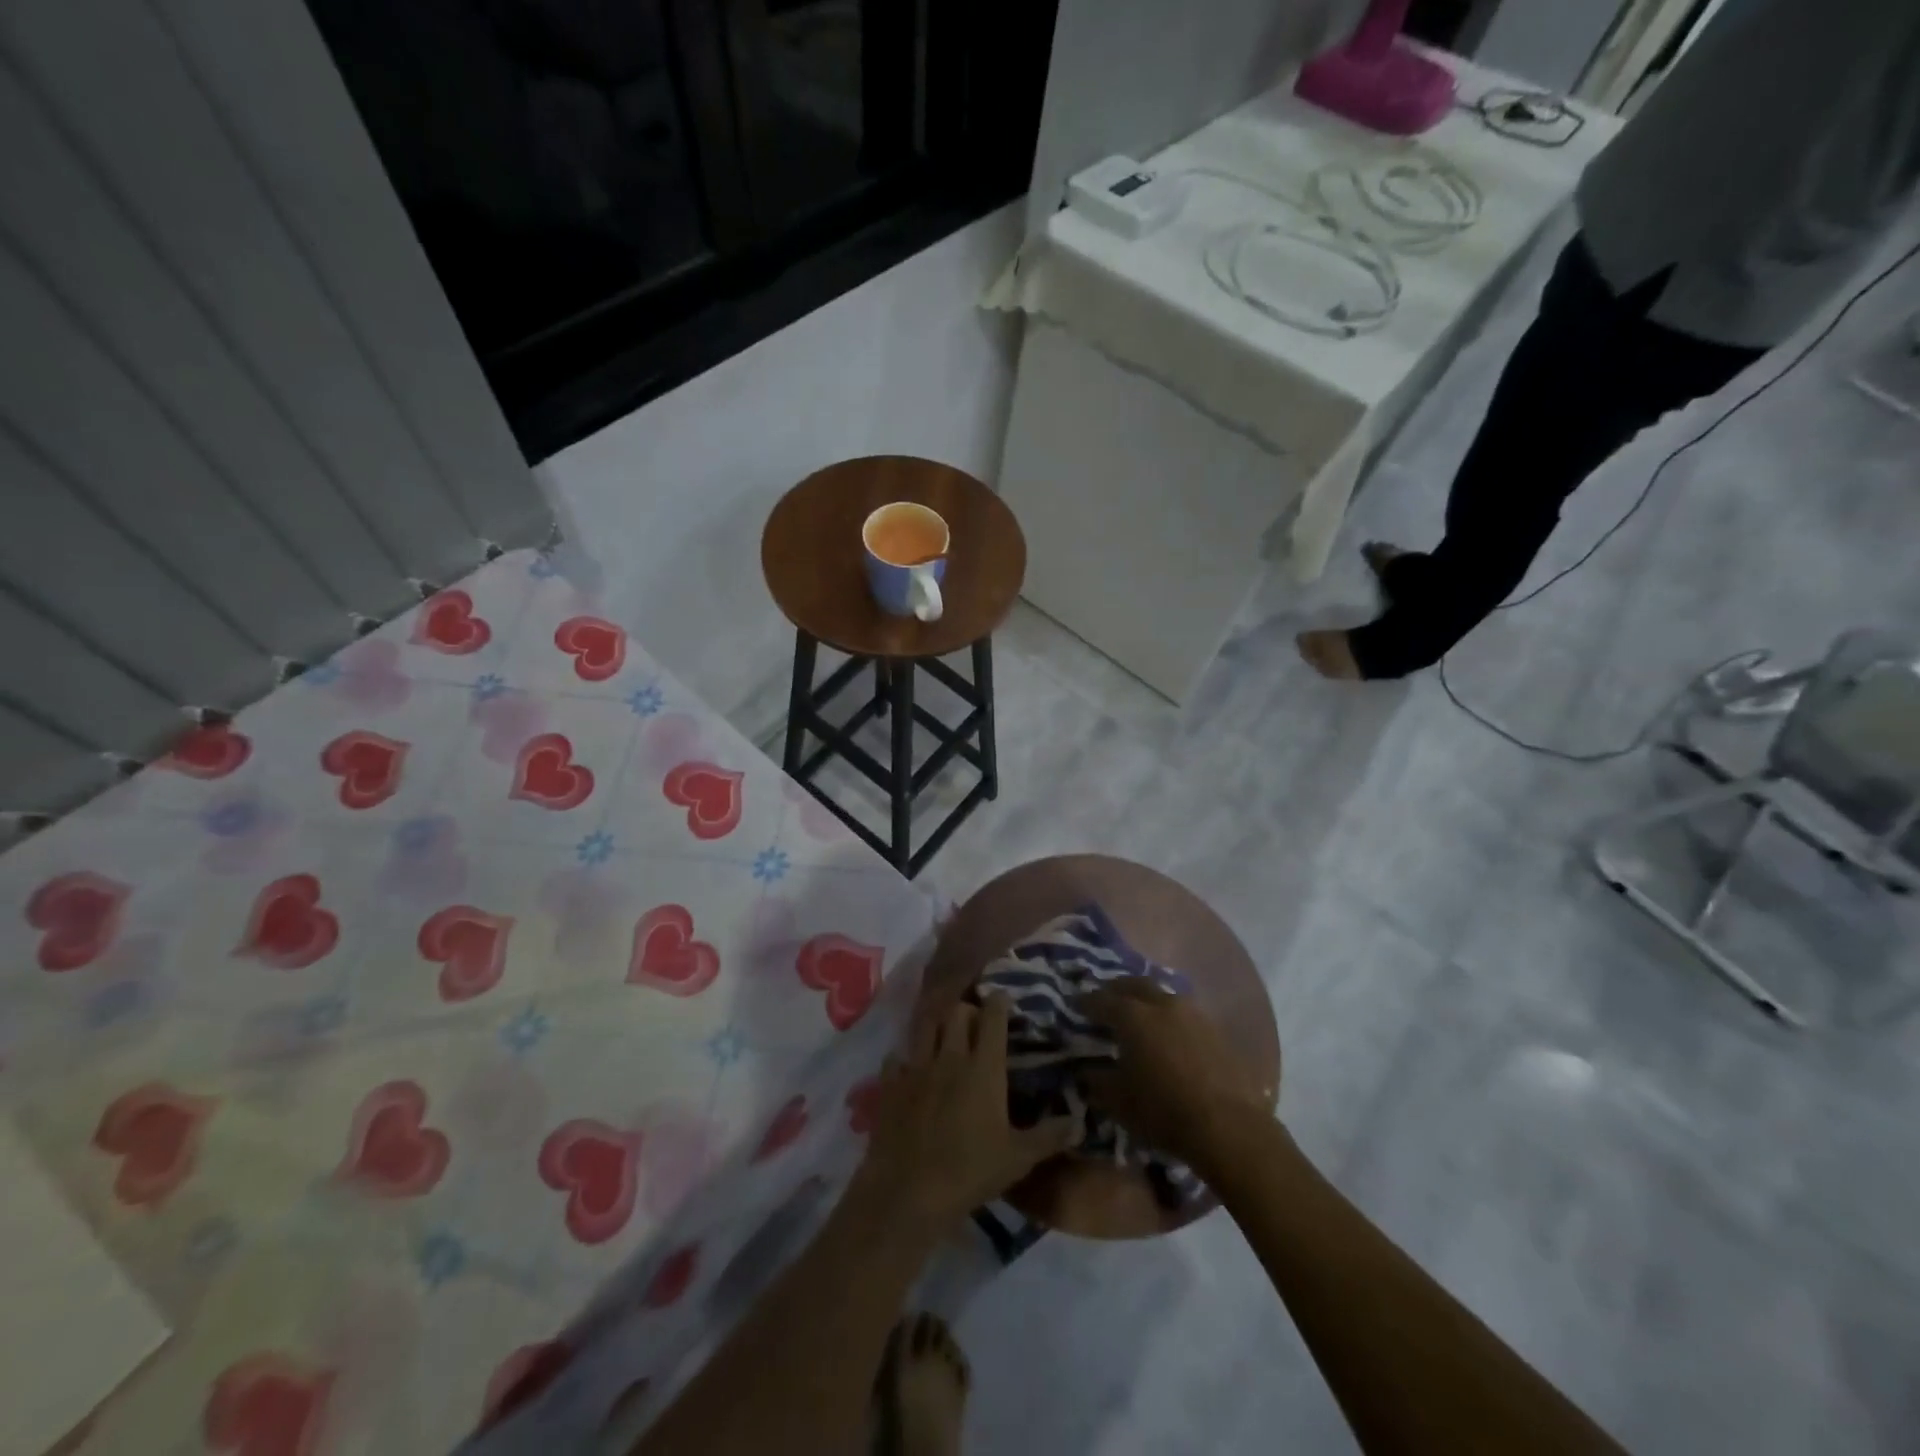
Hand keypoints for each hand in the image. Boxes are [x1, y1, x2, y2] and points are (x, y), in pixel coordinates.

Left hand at [857, 995, 1074, 1229]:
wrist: (909, 1191)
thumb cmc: (970, 1171)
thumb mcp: (1019, 1158)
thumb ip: (1050, 1136)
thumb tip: (1080, 1122)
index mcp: (983, 1067)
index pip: (992, 1017)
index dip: (999, 1002)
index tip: (1003, 998)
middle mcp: (950, 1057)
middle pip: (957, 1012)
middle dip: (968, 1010)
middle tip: (976, 1022)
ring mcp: (916, 1068)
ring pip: (925, 1026)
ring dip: (937, 1025)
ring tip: (944, 1035)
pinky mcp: (890, 1085)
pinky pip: (896, 1058)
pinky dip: (905, 1058)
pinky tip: (910, 1068)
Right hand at [1075, 980, 1272, 1171]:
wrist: (1229, 1127)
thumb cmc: (1163, 1111)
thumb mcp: (1117, 1101)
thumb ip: (1096, 1080)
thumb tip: (1085, 1070)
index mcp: (1133, 1016)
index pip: (1101, 1000)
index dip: (1085, 1002)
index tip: (1075, 1005)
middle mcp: (1162, 1004)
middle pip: (1134, 985)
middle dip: (1117, 990)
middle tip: (1106, 999)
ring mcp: (1193, 1014)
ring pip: (1163, 995)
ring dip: (1147, 1001)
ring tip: (1139, 1016)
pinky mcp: (1216, 1030)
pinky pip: (1184, 1014)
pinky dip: (1170, 1018)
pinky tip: (1169, 1036)